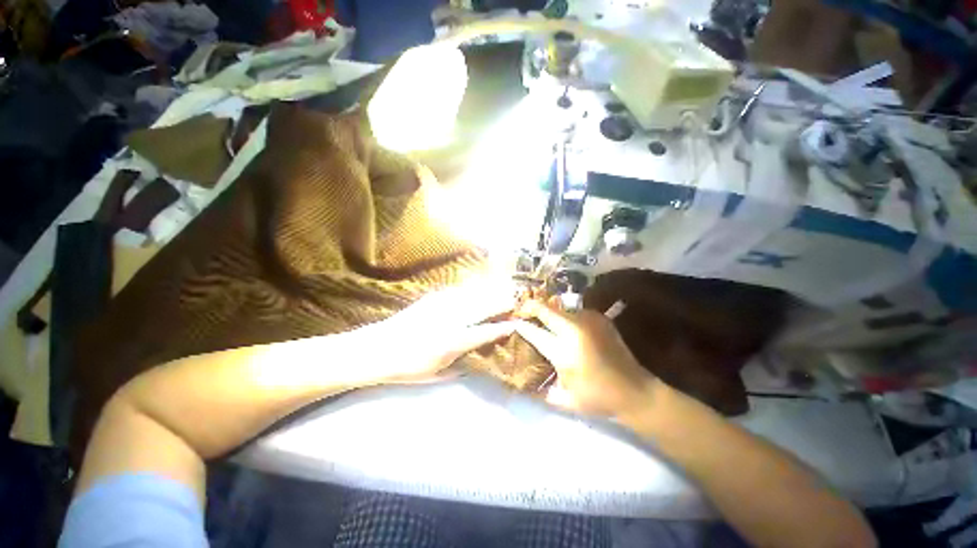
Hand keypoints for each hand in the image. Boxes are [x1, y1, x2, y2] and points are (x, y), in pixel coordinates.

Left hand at [362, 277, 520, 382]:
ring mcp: (441, 306)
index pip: (485, 332)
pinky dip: (470, 289)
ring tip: (501, 290)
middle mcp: (451, 320)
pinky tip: (476, 288)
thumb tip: (476, 361)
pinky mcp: (432, 298)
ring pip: (472, 295)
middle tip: (514, 301)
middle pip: (482, 308)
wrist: (378, 348)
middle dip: (501, 303)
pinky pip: (457, 291)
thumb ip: (460, 367)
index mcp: (453, 342)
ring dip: (489, 293)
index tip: (515, 324)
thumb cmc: (408, 367)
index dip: (502, 328)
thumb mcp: (436, 374)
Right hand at [515, 300, 658, 418]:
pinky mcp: (599, 318)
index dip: (520, 325)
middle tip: (521, 312)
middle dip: (530, 308)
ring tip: (541, 319)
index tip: (511, 323)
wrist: (636, 391)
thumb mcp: (563, 399)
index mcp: (564, 351)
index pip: (533, 331)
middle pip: (545, 309)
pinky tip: (563, 325)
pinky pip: (573, 312)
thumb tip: (517, 379)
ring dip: (547, 312)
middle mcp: (575, 329)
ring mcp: (589, 320)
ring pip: (558, 308)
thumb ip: (537, 387)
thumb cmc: (597, 398)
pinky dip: (563, 316)